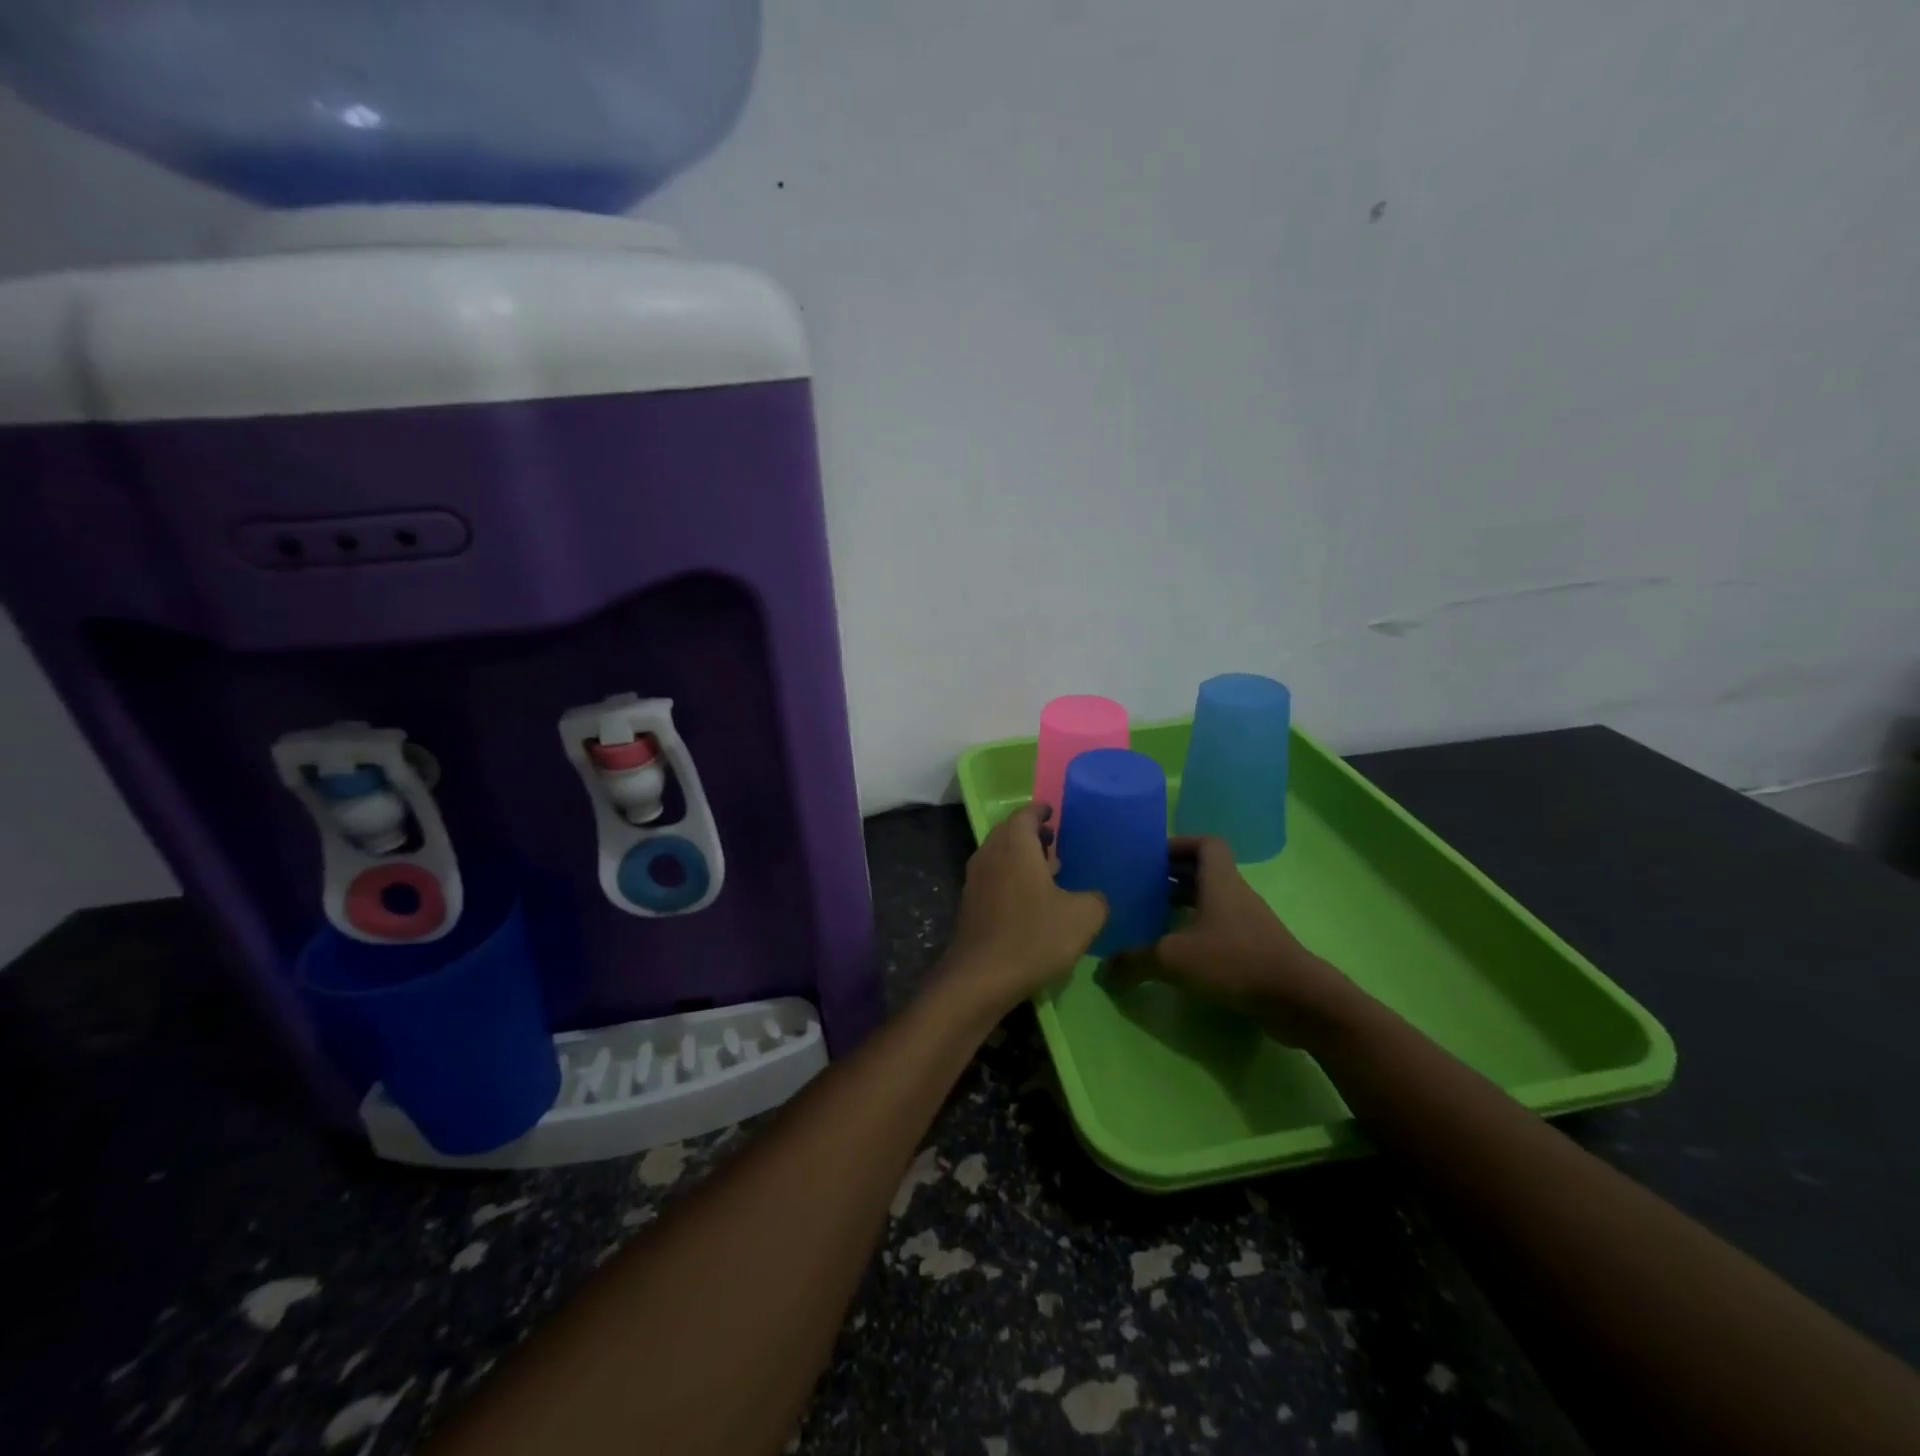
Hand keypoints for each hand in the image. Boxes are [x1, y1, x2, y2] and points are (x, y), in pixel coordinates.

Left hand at [944, 804, 1106, 1013]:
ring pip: (1000, 857)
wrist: (981, 977)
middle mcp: (990, 854)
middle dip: (1031, 835)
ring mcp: (975, 880)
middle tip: (1055, 843)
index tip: (1053, 811)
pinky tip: (1030, 902)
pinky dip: (1011, 879)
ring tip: (1048, 873)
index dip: (1041, 811)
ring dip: (1021, 859)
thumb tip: (1093, 898)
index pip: (1026, 814)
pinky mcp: (970, 905)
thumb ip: (1096, 899)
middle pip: (1010, 833)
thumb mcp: (1083, 917)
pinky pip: (993, 879)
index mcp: (1015, 845)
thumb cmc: (1034, 936)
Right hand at [1121, 836, 1362, 1047]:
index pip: (1205, 844)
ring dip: (1184, 904)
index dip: (1179, 844)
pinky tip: (1176, 951)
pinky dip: (1196, 930)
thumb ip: (1135, 961)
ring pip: (1211, 900)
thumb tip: (1103, 970)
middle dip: (1172, 875)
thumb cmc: (1235, 960)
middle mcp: (1234, 894)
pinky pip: (1219, 926)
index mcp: (1219, 881)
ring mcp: (1247, 922)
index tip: (1151, 856)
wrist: (1297, 999)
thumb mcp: (1174, 958)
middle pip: (1203, 872)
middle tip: (1140, 885)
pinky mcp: (1253, 948)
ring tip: (1151, 917)